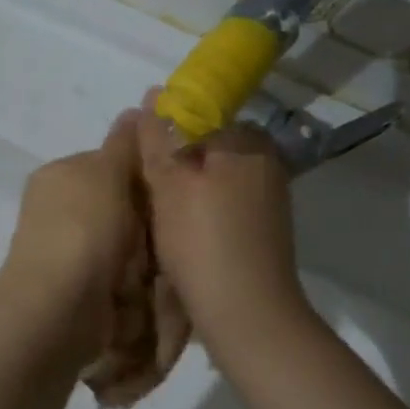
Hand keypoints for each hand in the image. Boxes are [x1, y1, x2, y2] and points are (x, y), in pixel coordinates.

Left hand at [0, 111, 144, 358]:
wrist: (59, 308)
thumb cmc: (84, 230)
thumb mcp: (107, 172)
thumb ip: (125, 143)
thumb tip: (139, 106)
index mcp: (60, 177)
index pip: (111, 163)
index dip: (144, 174)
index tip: (170, 186)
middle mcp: (60, 212)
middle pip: (123, 208)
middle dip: (147, 220)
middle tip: (168, 228)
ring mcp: (70, 254)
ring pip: (127, 246)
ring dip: (146, 256)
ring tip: (160, 263)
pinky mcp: (82, 291)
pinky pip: (123, 279)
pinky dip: (138, 286)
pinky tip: (148, 290)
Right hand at [135, 98, 310, 355]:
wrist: (247, 314)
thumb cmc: (202, 242)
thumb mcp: (169, 185)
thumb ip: (158, 138)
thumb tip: (153, 94)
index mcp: (245, 140)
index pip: (197, 112)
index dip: (163, 132)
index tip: (140, 159)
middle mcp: (265, 159)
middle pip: (206, 145)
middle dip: (175, 162)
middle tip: (145, 190)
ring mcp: (269, 195)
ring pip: (214, 175)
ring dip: (187, 189)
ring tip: (159, 215)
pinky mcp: (265, 226)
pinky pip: (225, 201)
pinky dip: (203, 210)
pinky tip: (184, 234)